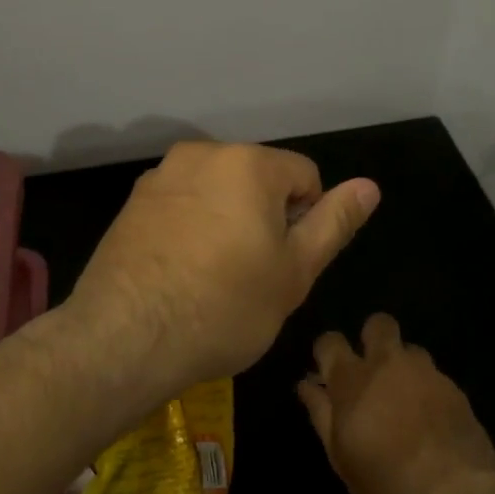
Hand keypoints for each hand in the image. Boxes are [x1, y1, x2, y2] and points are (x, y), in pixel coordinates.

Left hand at [68, 142, 379, 404]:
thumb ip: (334, 222)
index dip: (307, 221)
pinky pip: (182, 207)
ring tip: (215, 279)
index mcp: (248, 163)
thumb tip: (370, 186)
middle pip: (257, 180)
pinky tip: (182, 274)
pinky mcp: (131, 205)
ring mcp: (160, 178)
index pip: (305, 176)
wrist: (124, 339)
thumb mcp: (295, 272)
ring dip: (227, 223)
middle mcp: (201, 155)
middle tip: (253, 276)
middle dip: (265, 219)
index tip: (285, 264)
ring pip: (217, 193)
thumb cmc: (225, 307)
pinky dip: (192, 230)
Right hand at [297, 314, 494, 493]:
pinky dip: (427, 390)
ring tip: (404, 399)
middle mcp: (389, 363)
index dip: (326, 352)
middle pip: (378, 324)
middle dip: (371, 338)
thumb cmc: (384, 482)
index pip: (330, 341)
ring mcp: (426, 372)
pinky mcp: (455, 388)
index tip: (328, 372)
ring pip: (410, 349)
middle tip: (371, 371)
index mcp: (353, 379)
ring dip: (403, 366)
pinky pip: (434, 376)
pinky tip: (429, 420)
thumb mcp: (340, 455)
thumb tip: (307, 385)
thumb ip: (321, 413)